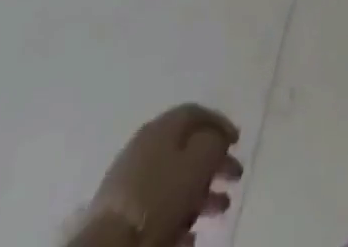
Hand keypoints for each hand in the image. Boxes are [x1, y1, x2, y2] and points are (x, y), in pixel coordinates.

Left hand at [80, 104, 241, 246]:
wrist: (109, 246)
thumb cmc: (159, 197)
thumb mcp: (199, 161)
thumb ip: (214, 143)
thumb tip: (218, 140)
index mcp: (162, 127)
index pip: (196, 113)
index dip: (220, 124)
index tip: (237, 142)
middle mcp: (145, 147)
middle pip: (187, 149)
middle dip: (215, 163)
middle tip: (235, 177)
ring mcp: (131, 181)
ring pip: (175, 180)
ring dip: (202, 193)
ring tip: (220, 209)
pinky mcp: (123, 213)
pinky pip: (160, 206)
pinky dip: (179, 214)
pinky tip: (191, 234)